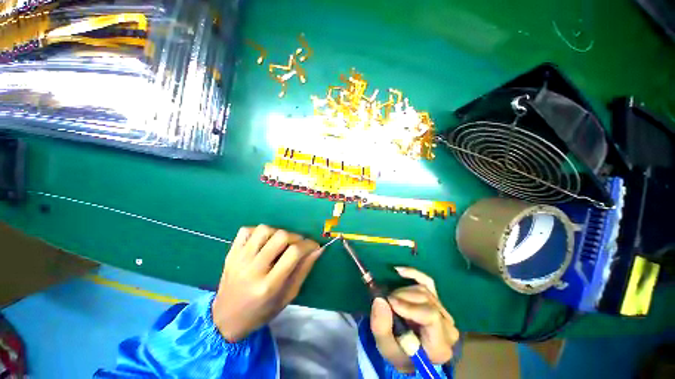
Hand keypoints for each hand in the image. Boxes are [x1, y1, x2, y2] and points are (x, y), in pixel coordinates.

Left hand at [212, 225, 320, 341]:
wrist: (225, 320)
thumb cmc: (261, 312)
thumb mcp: (288, 296)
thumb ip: (304, 270)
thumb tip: (318, 249)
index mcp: (269, 285)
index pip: (294, 253)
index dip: (308, 244)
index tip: (314, 246)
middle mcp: (253, 270)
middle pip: (280, 237)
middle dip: (296, 237)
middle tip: (298, 245)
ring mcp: (239, 259)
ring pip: (264, 230)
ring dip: (278, 232)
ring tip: (280, 243)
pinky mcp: (230, 254)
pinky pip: (246, 230)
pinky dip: (258, 231)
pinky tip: (263, 242)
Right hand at [371, 267, 459, 372]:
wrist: (408, 353)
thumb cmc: (398, 352)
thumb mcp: (385, 346)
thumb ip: (381, 327)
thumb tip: (379, 300)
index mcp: (440, 345)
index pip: (431, 316)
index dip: (409, 306)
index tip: (391, 302)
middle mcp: (448, 327)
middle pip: (426, 300)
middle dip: (402, 297)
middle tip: (386, 301)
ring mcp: (444, 312)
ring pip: (424, 290)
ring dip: (403, 291)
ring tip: (391, 299)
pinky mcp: (437, 300)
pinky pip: (427, 281)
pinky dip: (413, 273)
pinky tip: (399, 271)